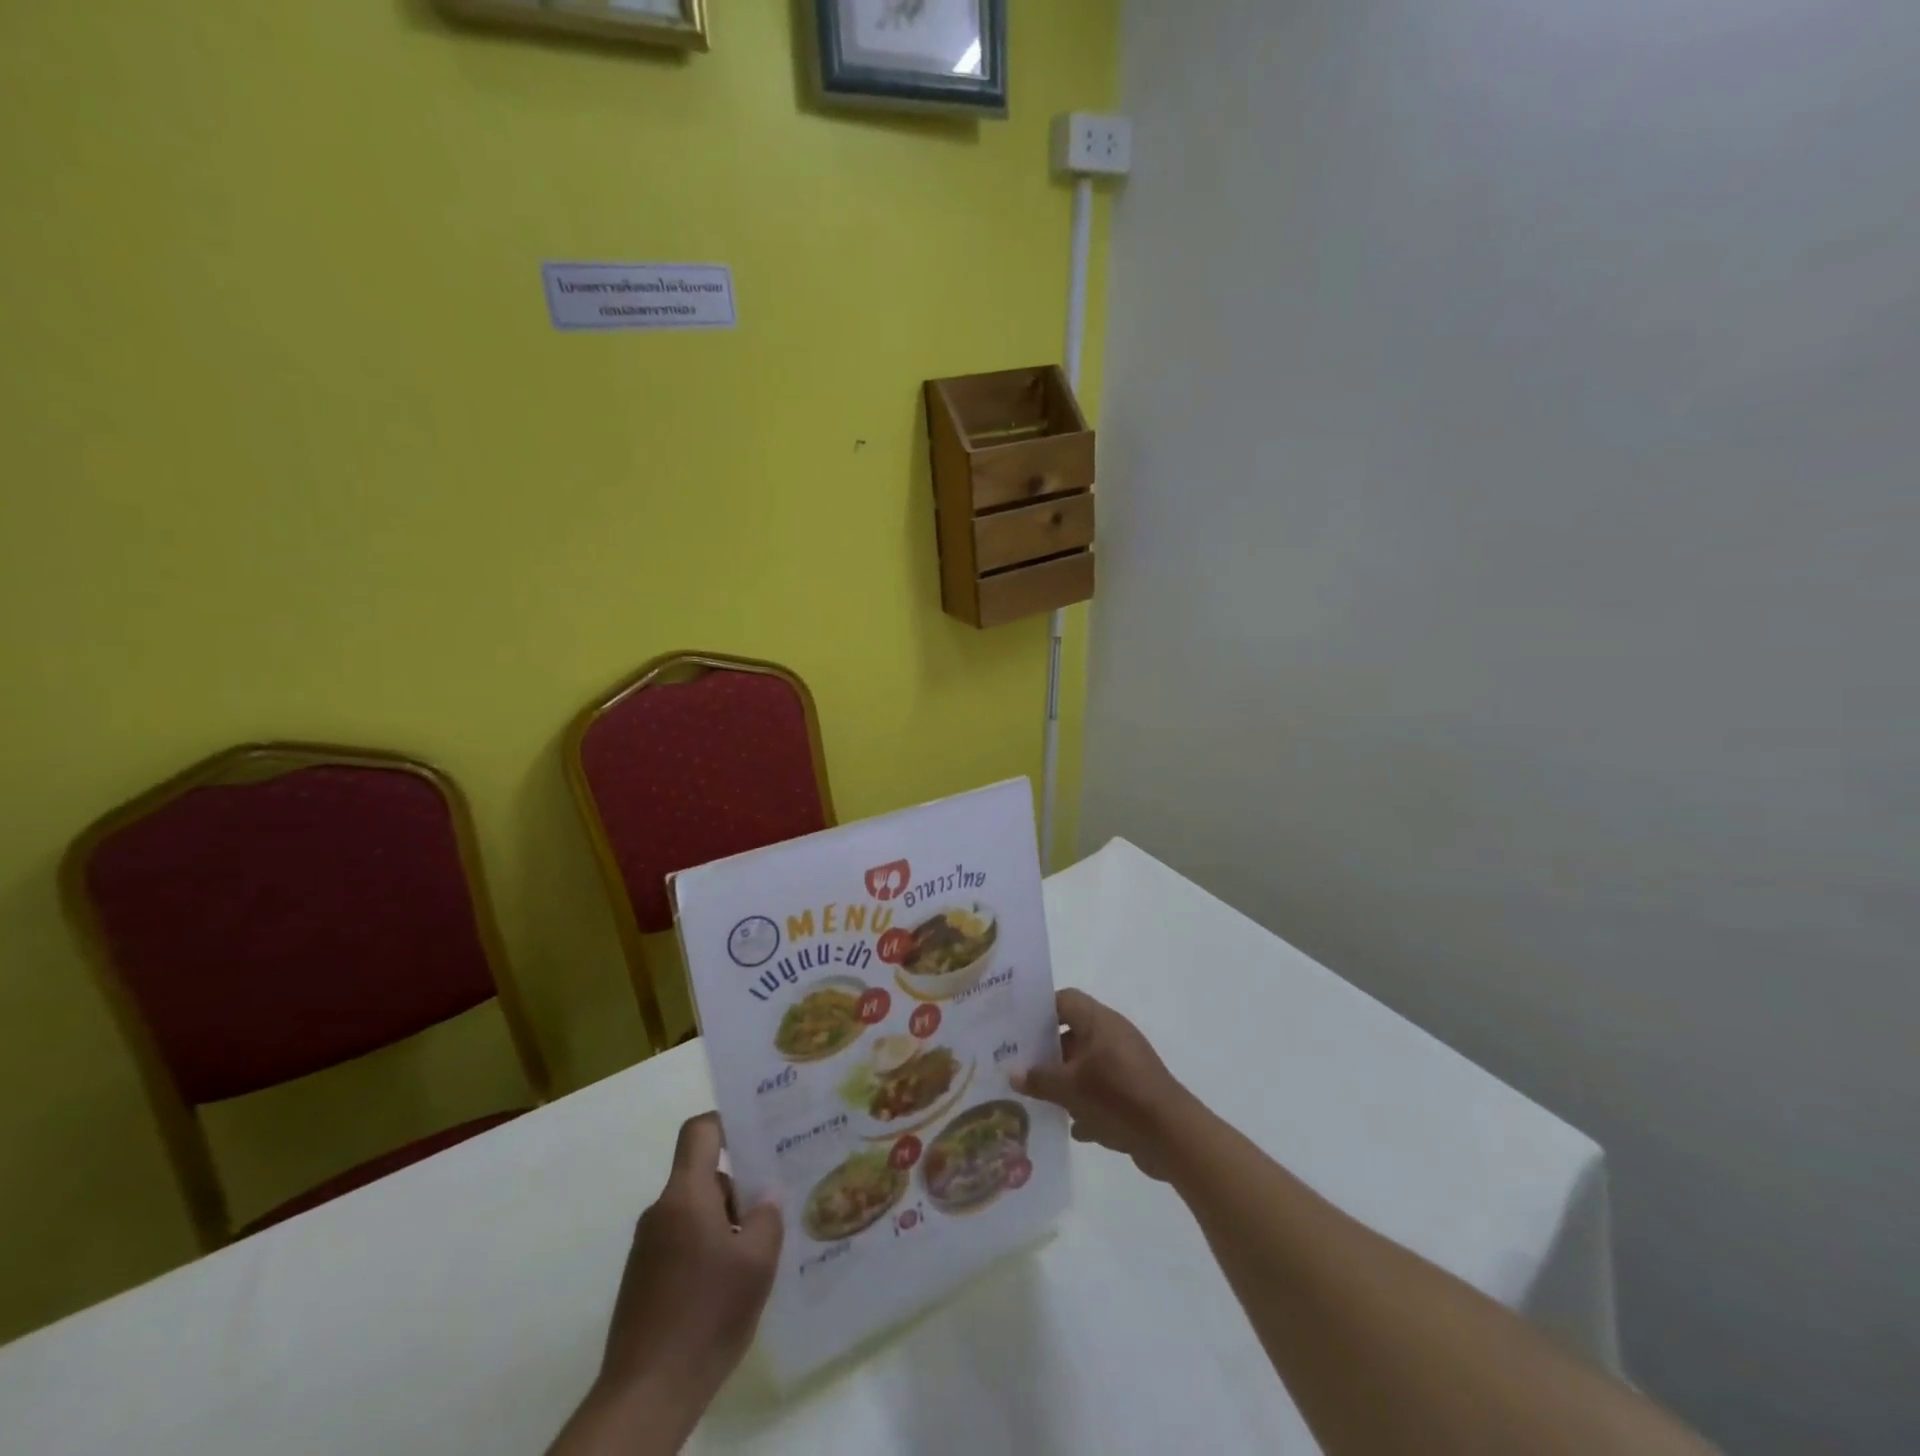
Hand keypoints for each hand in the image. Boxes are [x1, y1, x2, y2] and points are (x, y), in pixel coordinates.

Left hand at [600, 1113, 782, 1407]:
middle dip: (740, 1189)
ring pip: (696, 1214)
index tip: (758, 1136)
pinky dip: (708, 1252)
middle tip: (774, 1209)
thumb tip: (766, 1199)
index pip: (700, 1131)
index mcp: (686, 1195)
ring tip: (758, 1255)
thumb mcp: (758, 1261)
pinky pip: (683, 1244)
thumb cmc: (707, 1314)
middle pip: (704, 1177)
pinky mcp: (644, 1282)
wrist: (646, 1396)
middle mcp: (661, 1212)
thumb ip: (768, 1217)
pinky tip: (730, 1287)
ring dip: (726, 1225)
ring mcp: (648, 1249)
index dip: (728, 1123)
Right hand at [1013, 989, 1193, 1180]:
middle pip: (1073, 1033)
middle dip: (1047, 1051)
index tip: (1017, 1028)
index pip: (1065, 1000)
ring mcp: (1125, 1063)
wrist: (1171, 1136)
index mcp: (1099, 1022)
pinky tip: (1071, 1125)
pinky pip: (1102, 1089)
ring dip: (1065, 1080)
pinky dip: (1086, 1102)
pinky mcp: (1134, 1089)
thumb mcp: (1070, 1089)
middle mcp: (1113, 1035)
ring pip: (1086, 1063)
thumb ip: (1039, 1079)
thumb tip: (1013, 1073)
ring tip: (1037, 1097)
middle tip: (1019, 1065)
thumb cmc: (1117, 1096)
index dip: (1040, 1011)